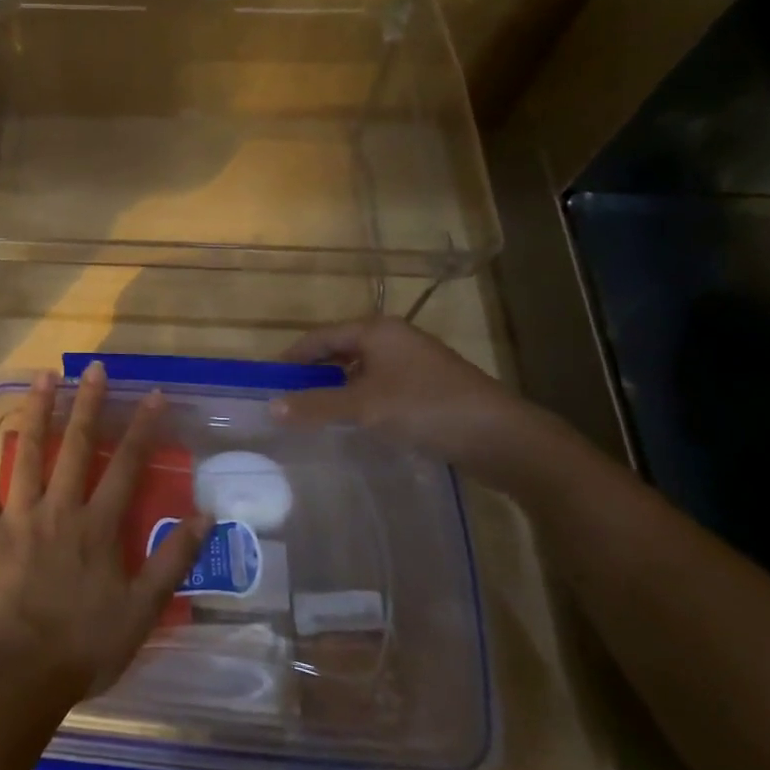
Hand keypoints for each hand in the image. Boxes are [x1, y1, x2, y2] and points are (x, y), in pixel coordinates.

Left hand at [0, 363, 210, 705]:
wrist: (16, 678)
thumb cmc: (82, 649)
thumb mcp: (141, 612)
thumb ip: (172, 561)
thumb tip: (204, 516)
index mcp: (97, 527)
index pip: (127, 466)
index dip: (142, 428)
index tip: (152, 395)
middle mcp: (59, 509)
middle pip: (77, 446)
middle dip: (89, 404)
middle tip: (95, 367)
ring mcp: (16, 515)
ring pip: (30, 451)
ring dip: (39, 410)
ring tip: (46, 375)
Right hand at [274, 316, 565, 489]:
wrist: (503, 438)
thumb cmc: (427, 409)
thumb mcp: (365, 407)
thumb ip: (316, 406)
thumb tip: (271, 407)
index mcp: (377, 330)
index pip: (319, 337)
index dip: (291, 358)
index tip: (267, 380)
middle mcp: (393, 339)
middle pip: (339, 351)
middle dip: (312, 374)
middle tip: (285, 400)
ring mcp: (413, 364)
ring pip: (360, 372)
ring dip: (335, 390)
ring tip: (311, 415)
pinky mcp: (427, 388)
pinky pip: (379, 388)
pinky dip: (359, 402)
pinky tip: (352, 424)